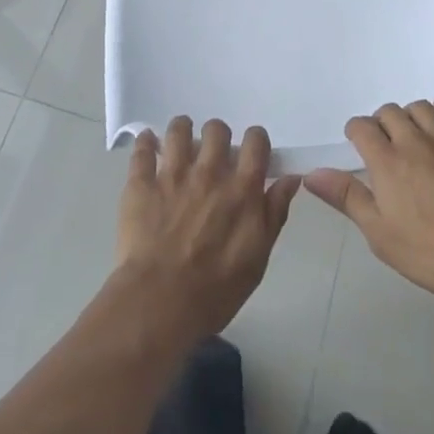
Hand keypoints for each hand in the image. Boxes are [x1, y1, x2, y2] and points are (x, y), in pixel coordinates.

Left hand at [115, 118, 299, 343]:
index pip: (255, 141)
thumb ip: (274, 212)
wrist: (160, 304)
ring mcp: (173, 174)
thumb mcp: (258, 258)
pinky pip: (142, 149)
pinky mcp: (142, 184)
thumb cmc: (216, 290)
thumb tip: (291, 178)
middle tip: (212, 154)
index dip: (254, 140)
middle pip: (216, 129)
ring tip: (179, 142)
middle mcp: (210, 172)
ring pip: (179, 130)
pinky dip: (145, 142)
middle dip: (216, 136)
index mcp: (242, 188)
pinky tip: (148, 145)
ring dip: (182, 131)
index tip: (250, 151)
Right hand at [306, 100, 433, 298]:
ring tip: (412, 134)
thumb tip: (312, 174)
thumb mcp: (381, 235)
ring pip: (420, 107)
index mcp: (387, 161)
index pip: (362, 127)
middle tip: (386, 144)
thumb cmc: (433, 250)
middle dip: (382, 122)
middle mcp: (414, 141)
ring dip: (411, 115)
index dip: (356, 132)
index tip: (358, 144)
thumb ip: (348, 198)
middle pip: (390, 112)